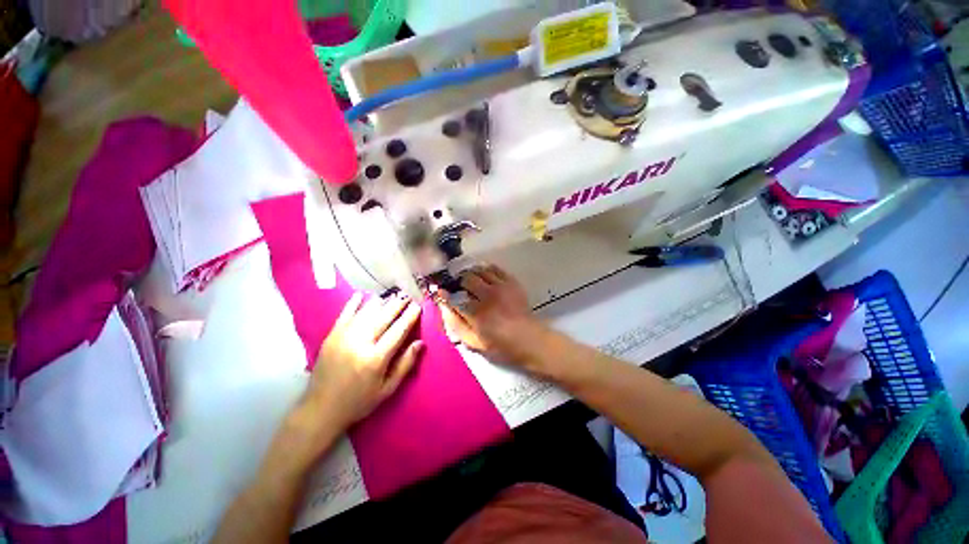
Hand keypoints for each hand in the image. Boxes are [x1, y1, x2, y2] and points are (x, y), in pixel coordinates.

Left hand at [305, 292, 423, 430]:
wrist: (320, 409)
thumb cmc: (359, 401)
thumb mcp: (387, 389)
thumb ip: (405, 364)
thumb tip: (420, 343)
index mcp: (376, 359)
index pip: (398, 330)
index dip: (410, 316)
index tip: (418, 305)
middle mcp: (360, 343)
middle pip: (384, 316)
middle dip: (398, 304)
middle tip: (408, 295)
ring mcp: (343, 337)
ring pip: (366, 312)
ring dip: (381, 301)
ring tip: (392, 295)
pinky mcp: (331, 336)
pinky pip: (345, 314)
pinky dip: (354, 303)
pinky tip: (362, 294)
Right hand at [437, 265, 545, 365]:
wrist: (528, 338)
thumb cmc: (499, 344)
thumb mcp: (473, 341)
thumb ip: (455, 323)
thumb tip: (444, 305)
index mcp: (476, 312)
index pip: (453, 296)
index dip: (445, 293)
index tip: (442, 292)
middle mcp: (488, 295)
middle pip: (466, 278)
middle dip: (459, 282)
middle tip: (458, 287)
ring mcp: (501, 286)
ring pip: (480, 270)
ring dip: (471, 274)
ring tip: (470, 280)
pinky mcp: (511, 282)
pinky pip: (495, 268)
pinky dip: (486, 269)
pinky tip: (483, 275)